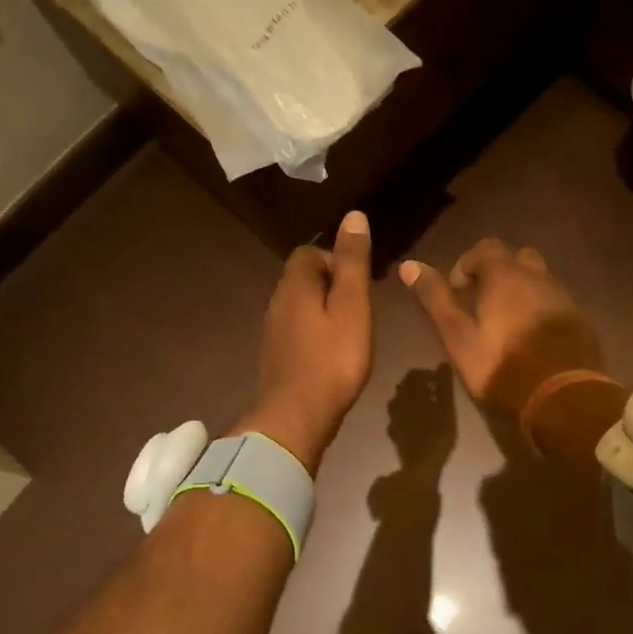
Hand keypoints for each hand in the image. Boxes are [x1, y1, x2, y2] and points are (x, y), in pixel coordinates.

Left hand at [238, 212, 373, 472]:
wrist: (297, 417)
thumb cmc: (333, 360)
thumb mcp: (352, 307)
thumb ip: (352, 263)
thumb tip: (353, 216)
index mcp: (295, 286)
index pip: (309, 253)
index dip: (335, 259)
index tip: (360, 282)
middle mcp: (276, 303)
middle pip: (302, 278)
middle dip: (331, 284)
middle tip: (360, 308)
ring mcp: (272, 332)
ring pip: (298, 306)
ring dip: (322, 310)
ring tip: (350, 330)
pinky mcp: (275, 357)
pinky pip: (295, 331)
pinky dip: (314, 332)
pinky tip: (331, 353)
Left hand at [385, 365, 457, 473]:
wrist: (420, 464)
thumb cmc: (438, 434)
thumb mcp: (446, 408)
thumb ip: (444, 386)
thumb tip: (443, 364)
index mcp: (411, 393)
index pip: (415, 374)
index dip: (427, 374)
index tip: (440, 381)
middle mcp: (398, 402)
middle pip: (405, 386)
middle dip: (418, 385)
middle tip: (434, 392)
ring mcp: (393, 418)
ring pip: (398, 401)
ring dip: (410, 399)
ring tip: (425, 406)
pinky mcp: (393, 432)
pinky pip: (397, 417)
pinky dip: (405, 414)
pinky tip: (413, 421)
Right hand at [398, 239, 603, 416]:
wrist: (563, 398)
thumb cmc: (501, 367)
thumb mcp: (458, 337)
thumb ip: (436, 299)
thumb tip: (409, 265)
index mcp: (506, 276)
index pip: (485, 247)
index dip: (467, 264)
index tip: (458, 292)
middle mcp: (539, 278)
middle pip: (517, 258)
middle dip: (498, 273)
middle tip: (482, 304)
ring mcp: (564, 299)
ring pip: (540, 280)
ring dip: (521, 292)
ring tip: (506, 324)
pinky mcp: (580, 321)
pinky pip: (556, 304)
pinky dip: (541, 311)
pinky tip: (532, 340)